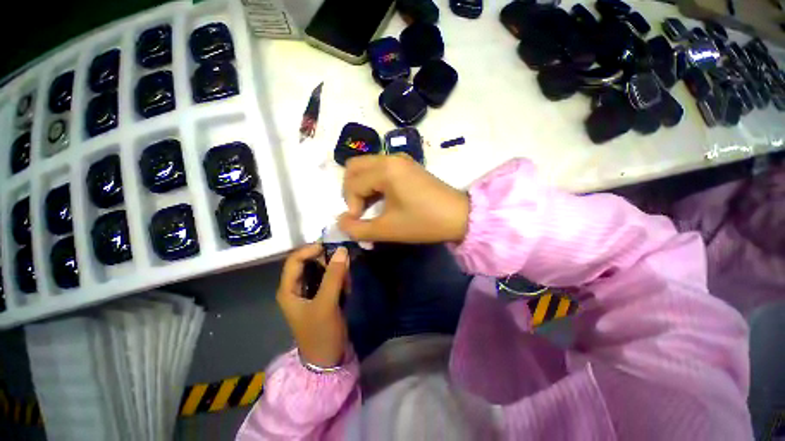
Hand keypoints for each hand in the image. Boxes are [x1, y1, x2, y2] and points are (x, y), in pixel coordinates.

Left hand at [277, 244, 348, 367]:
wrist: (328, 359)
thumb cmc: (321, 333)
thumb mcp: (326, 303)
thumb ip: (334, 276)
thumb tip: (342, 250)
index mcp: (289, 289)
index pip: (295, 259)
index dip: (311, 249)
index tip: (331, 246)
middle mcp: (297, 287)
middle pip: (311, 262)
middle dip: (328, 262)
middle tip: (345, 266)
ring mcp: (311, 291)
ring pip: (323, 269)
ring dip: (337, 272)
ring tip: (347, 283)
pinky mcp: (322, 295)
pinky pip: (331, 278)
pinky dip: (340, 279)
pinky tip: (347, 289)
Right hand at [338, 154, 469, 242]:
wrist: (459, 216)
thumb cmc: (423, 222)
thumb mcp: (387, 230)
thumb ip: (358, 229)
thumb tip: (340, 222)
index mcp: (385, 169)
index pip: (352, 183)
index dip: (350, 204)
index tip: (360, 220)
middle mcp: (390, 157)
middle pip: (354, 167)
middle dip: (351, 190)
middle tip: (360, 210)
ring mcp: (401, 159)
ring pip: (366, 166)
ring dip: (362, 186)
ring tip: (371, 207)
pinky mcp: (408, 165)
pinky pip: (380, 169)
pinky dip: (374, 182)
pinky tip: (382, 199)